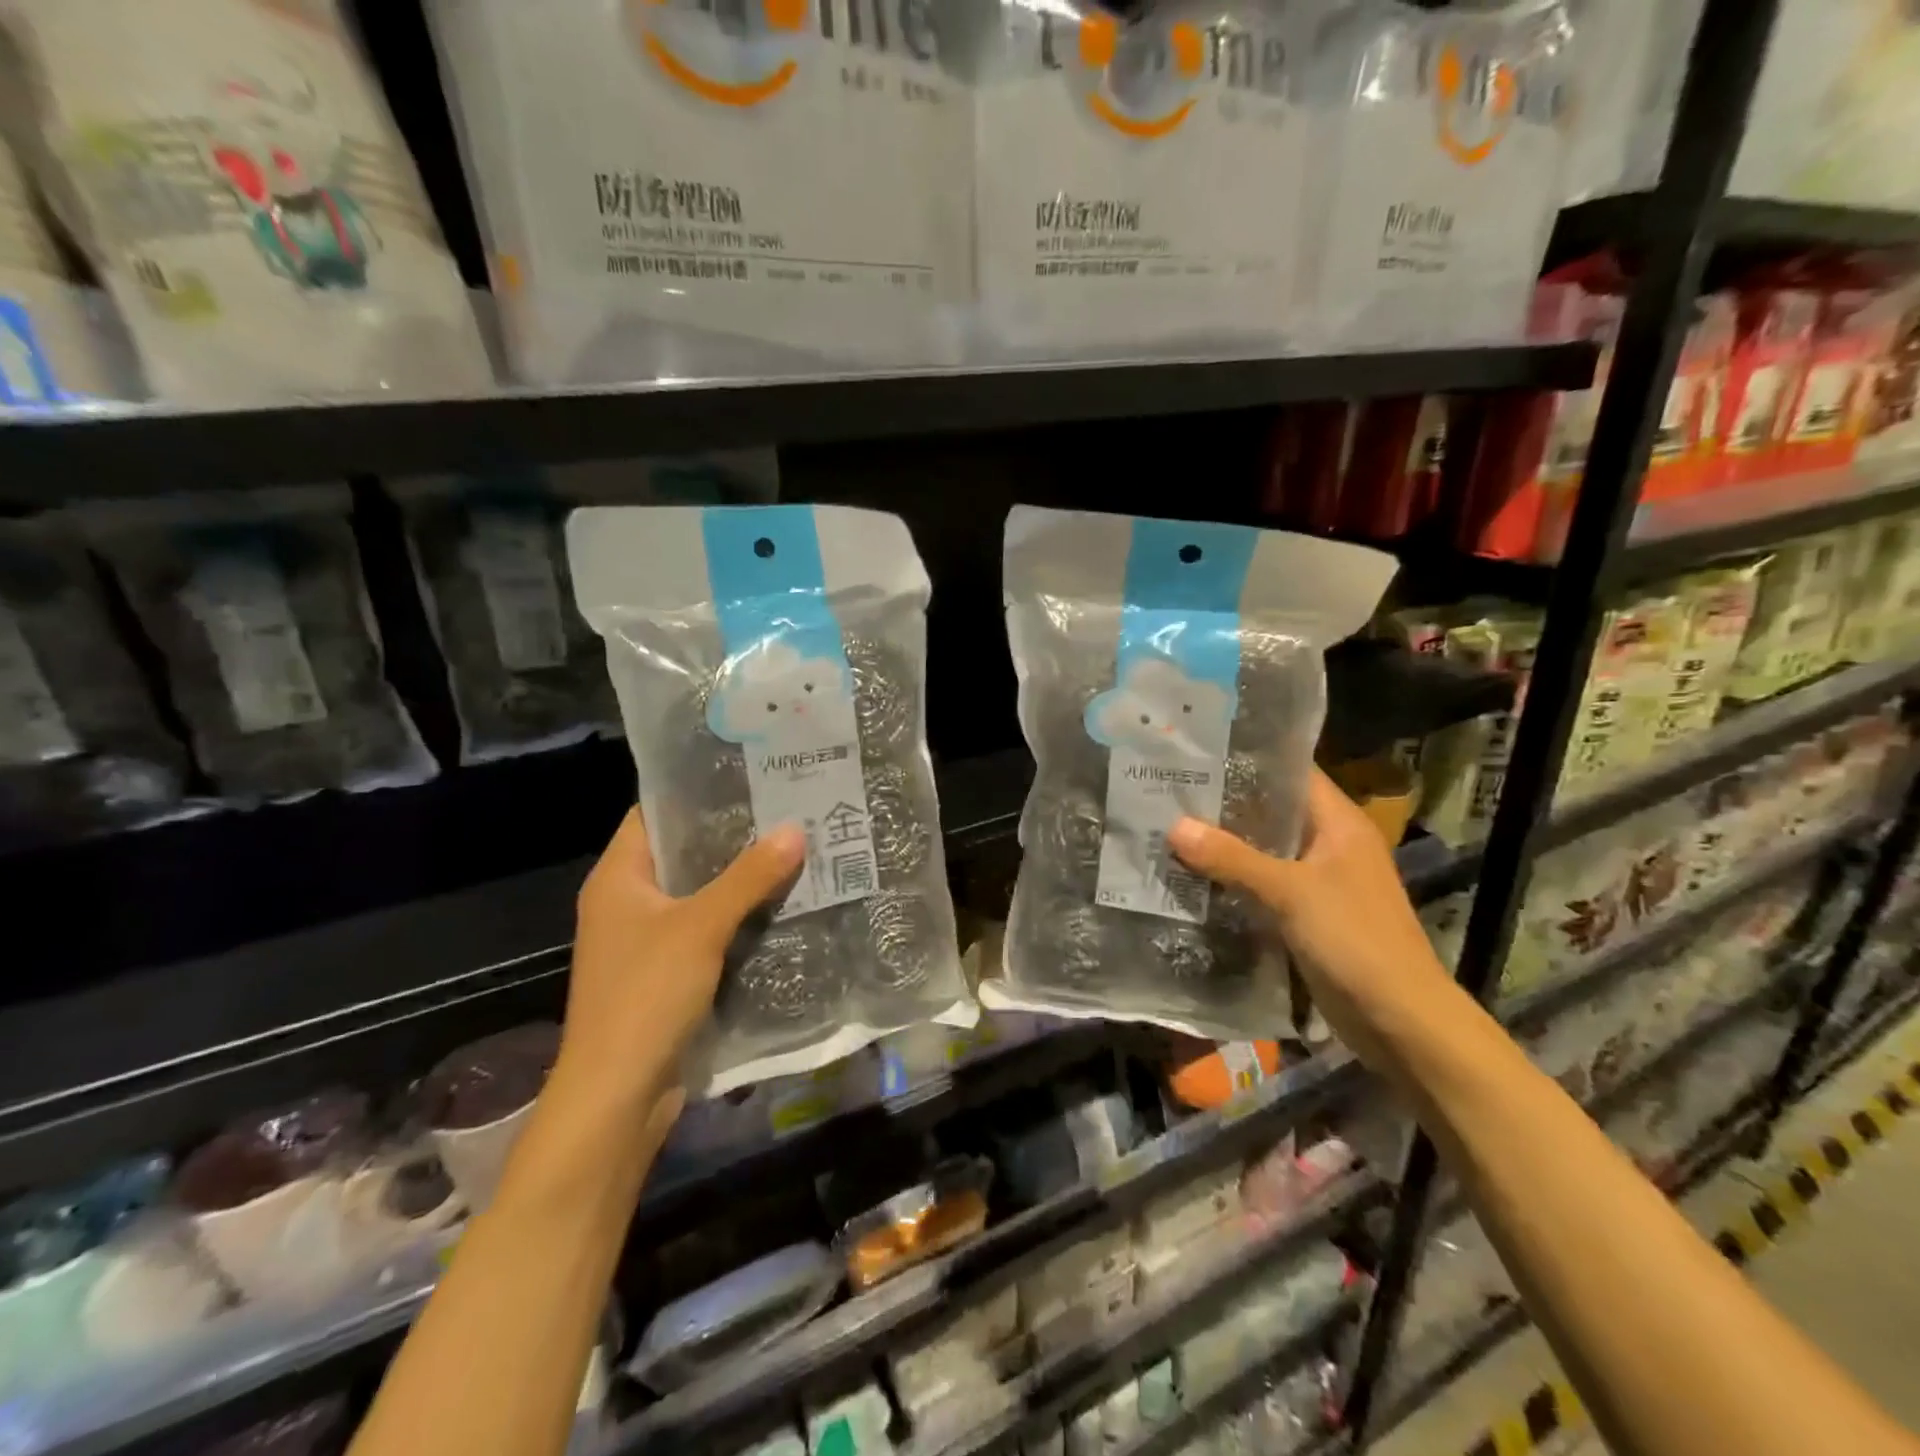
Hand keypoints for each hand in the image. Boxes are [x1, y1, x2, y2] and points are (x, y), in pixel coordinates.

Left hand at [559, 809, 804, 1116]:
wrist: (617, 1096)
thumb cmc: (645, 995)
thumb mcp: (700, 927)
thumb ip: (748, 877)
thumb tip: (795, 828)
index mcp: (618, 877)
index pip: (654, 813)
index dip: (697, 793)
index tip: (749, 775)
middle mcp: (628, 901)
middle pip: (683, 853)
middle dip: (733, 836)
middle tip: (787, 809)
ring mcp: (647, 939)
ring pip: (700, 893)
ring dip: (741, 878)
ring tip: (795, 848)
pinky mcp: (667, 972)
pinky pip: (707, 929)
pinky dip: (738, 916)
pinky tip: (782, 903)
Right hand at [1169, 769, 1458, 1069]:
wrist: (1400, 1021)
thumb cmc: (1354, 940)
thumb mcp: (1289, 892)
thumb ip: (1231, 858)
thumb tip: (1174, 826)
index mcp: (1339, 823)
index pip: (1290, 773)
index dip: (1247, 760)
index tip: (1197, 754)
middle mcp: (1330, 844)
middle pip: (1271, 812)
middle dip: (1224, 805)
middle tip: (1169, 792)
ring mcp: (1319, 881)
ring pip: (1264, 851)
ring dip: (1224, 846)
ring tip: (1169, 829)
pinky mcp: (1307, 915)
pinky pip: (1263, 886)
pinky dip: (1233, 880)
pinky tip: (1193, 877)